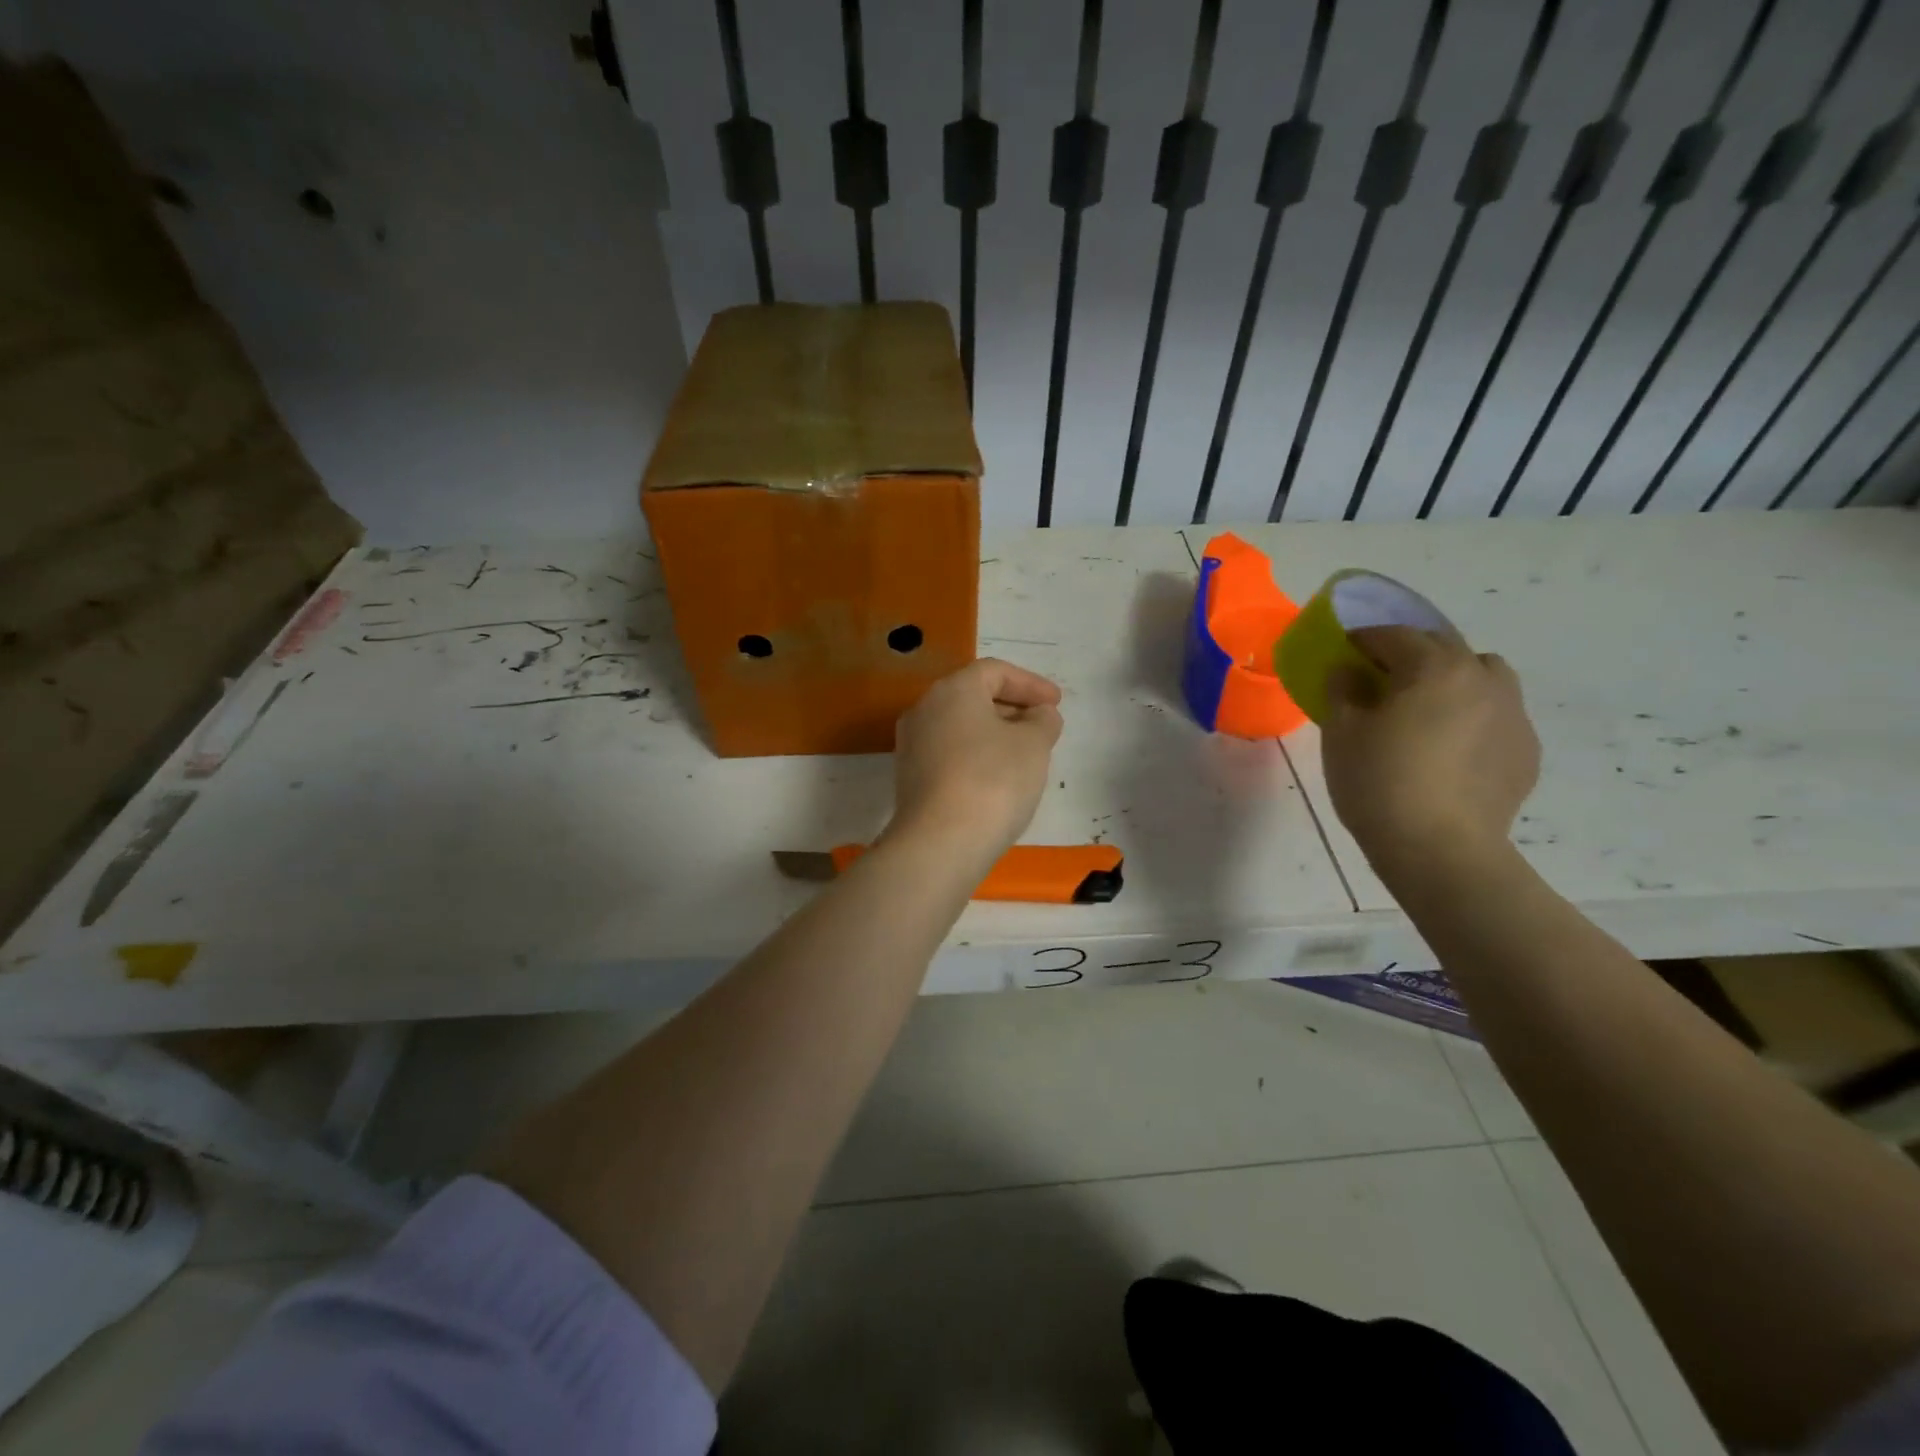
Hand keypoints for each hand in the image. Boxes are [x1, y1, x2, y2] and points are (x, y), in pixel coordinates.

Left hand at [888, 658, 1062, 858]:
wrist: (940, 843)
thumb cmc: (993, 780)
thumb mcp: (1033, 745)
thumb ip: (1042, 721)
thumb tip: (1039, 715)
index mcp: (953, 690)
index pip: (995, 671)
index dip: (1030, 683)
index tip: (1056, 703)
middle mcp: (924, 710)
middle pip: (973, 696)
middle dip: (1012, 708)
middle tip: (1043, 726)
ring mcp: (912, 745)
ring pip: (960, 727)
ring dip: (994, 733)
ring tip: (1025, 753)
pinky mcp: (910, 778)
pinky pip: (950, 753)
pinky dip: (976, 755)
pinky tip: (998, 778)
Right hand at [1320, 627, 1539, 880]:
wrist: (1441, 850)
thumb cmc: (1379, 783)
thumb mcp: (1341, 733)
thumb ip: (1342, 690)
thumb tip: (1348, 672)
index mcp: (1435, 667)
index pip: (1394, 635)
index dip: (1363, 640)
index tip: (1343, 652)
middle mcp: (1483, 678)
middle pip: (1443, 648)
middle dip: (1409, 655)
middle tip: (1380, 680)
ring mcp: (1513, 714)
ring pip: (1482, 675)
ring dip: (1451, 679)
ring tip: (1425, 710)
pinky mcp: (1526, 749)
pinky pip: (1496, 714)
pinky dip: (1471, 716)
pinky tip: (1448, 749)